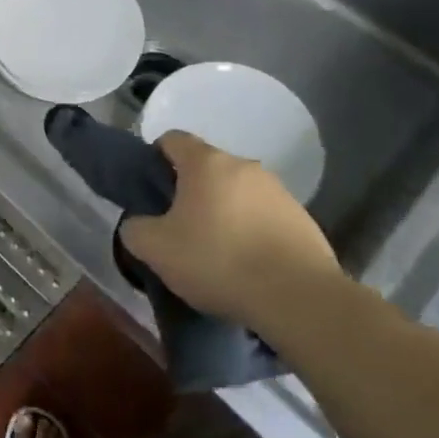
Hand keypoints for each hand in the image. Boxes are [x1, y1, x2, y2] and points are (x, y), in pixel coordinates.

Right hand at [119, 130, 339, 324]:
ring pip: (237, 193)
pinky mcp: (303, 220)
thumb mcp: (156, 249)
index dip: (155, 159)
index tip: (151, 191)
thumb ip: (135, 229)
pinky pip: (264, 217)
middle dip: (190, 191)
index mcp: (206, 163)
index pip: (172, 139)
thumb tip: (138, 224)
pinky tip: (248, 265)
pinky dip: (251, 232)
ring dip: (223, 212)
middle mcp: (244, 166)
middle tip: (178, 228)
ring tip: (216, 252)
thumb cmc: (218, 261)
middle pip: (207, 168)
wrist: (298, 298)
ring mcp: (279, 191)